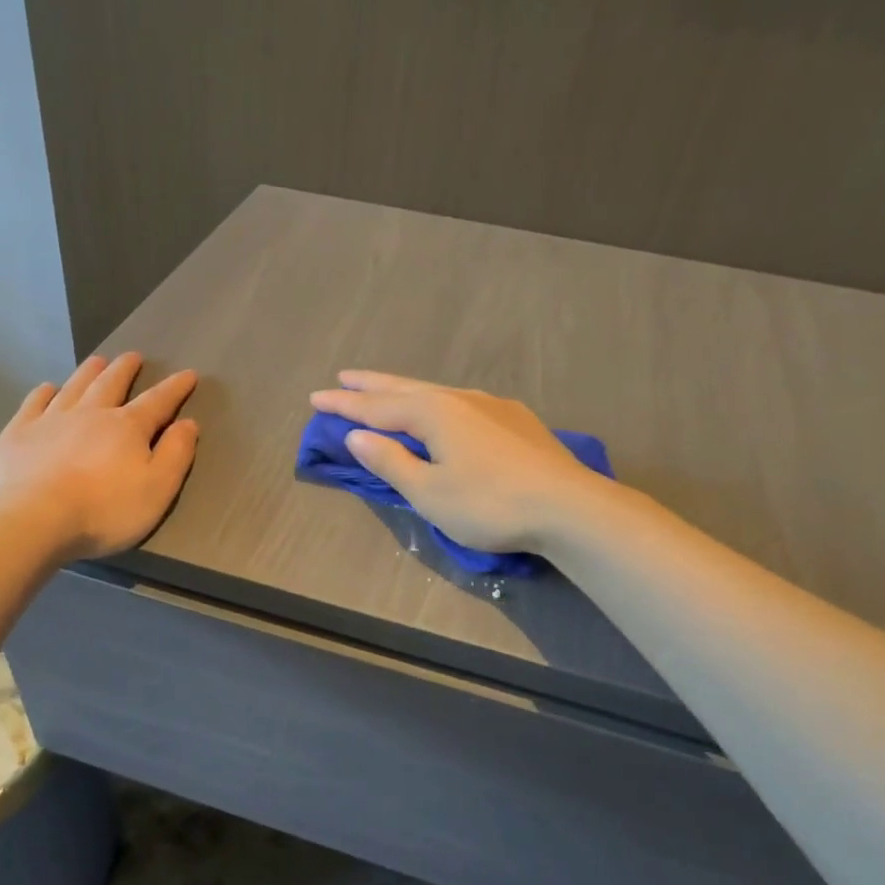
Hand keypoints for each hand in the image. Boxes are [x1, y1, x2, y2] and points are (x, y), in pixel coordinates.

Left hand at [0, 353, 198, 559]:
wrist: (33, 518)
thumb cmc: (104, 509)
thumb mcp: (158, 488)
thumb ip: (176, 454)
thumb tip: (188, 424)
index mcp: (127, 427)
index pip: (157, 401)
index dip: (175, 388)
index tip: (188, 374)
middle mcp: (90, 414)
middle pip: (111, 384)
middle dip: (125, 369)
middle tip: (133, 356)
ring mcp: (50, 420)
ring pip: (74, 387)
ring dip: (88, 372)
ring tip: (97, 360)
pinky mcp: (18, 434)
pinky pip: (34, 404)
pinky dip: (43, 393)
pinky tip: (47, 389)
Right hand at [309, 371, 610, 554]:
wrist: (569, 507)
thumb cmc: (489, 504)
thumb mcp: (429, 491)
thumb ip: (391, 461)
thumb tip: (357, 435)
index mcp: (433, 413)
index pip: (376, 406)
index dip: (344, 404)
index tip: (316, 397)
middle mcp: (460, 399)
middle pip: (405, 388)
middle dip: (371, 385)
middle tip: (344, 377)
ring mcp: (492, 406)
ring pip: (436, 391)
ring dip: (404, 390)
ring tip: (386, 389)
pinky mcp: (515, 420)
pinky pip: (460, 402)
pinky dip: (435, 402)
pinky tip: (444, 411)